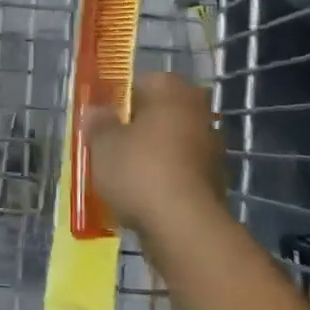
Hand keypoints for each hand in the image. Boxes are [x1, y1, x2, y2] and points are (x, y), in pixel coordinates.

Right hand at [81, 73, 226, 243]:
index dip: (118, 100)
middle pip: (157, 114)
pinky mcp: (213, 182)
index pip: (141, 82)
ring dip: (148, 156)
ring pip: (168, 144)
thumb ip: (97, 123)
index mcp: (173, 91)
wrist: (184, 227)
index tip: (100, 121)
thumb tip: (96, 111)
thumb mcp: (102, 143)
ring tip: (120, 177)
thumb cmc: (139, 170)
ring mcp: (210, 148)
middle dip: (135, 129)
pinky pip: (178, 172)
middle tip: (108, 147)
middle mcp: (197, 112)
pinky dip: (161, 179)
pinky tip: (140, 197)